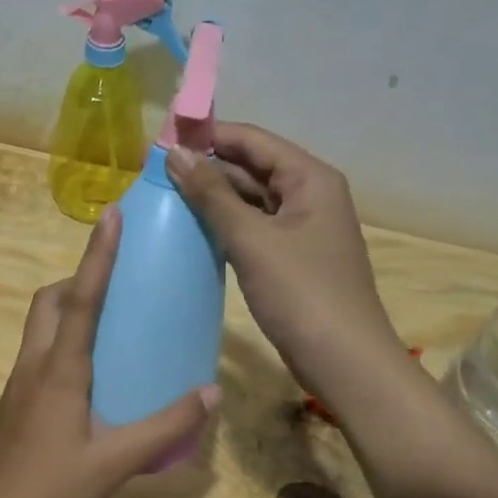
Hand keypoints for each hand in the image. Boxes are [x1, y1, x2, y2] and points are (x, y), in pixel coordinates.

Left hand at [0, 208, 219, 497]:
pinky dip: (62, 339)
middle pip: (48, 301)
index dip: (97, 255)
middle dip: (77, 278)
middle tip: (115, 283)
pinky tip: (89, 373)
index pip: (81, 298)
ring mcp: (17, 383)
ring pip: (39, 325)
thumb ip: (166, 427)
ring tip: (109, 323)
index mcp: (59, 369)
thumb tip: (211, 392)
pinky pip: (38, 351)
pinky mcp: (13, 402)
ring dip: (67, 307)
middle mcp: (34, 364)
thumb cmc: (51, 491)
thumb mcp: (116, 462)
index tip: (111, 215)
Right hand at [167, 123, 405, 400]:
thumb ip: (212, 194)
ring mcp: (302, 227)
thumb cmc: (301, 293)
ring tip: (165, 196)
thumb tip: (175, 153)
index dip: (207, 135)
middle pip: (252, 166)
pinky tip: (192, 229)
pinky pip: (254, 227)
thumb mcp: (252, 239)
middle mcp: (310, 194)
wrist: (344, 361)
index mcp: (310, 178)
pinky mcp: (292, 256)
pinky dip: (225, 224)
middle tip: (154, 172)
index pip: (252, 140)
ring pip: (251, 198)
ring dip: (213, 197)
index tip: (160, 141)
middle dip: (206, 166)